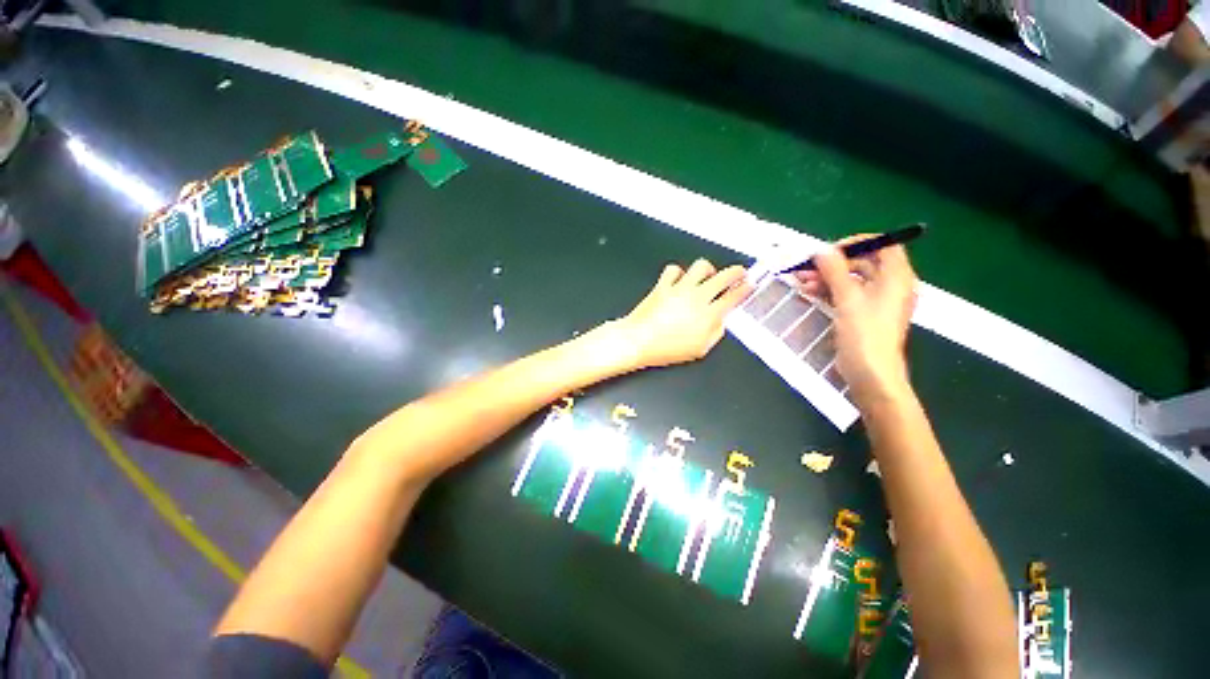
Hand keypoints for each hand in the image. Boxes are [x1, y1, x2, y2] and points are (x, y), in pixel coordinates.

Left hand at [618, 259, 751, 368]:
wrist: (638, 341)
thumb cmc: (666, 349)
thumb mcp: (699, 349)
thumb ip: (715, 332)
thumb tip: (721, 321)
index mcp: (709, 314)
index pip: (734, 295)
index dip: (745, 288)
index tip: (749, 285)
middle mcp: (697, 297)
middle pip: (724, 276)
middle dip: (736, 272)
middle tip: (738, 273)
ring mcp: (679, 288)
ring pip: (701, 266)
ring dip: (708, 270)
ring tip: (708, 276)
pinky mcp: (663, 285)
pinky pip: (674, 269)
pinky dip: (679, 273)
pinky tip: (680, 280)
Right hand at [795, 236, 916, 407]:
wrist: (870, 373)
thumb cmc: (865, 333)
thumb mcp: (848, 298)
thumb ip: (835, 271)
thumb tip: (821, 250)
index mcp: (897, 277)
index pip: (883, 246)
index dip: (857, 243)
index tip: (831, 249)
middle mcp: (890, 286)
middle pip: (862, 263)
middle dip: (833, 263)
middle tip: (807, 267)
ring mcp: (876, 302)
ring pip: (850, 280)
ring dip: (826, 277)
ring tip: (801, 280)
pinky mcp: (862, 315)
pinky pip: (846, 295)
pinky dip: (828, 291)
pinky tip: (809, 291)